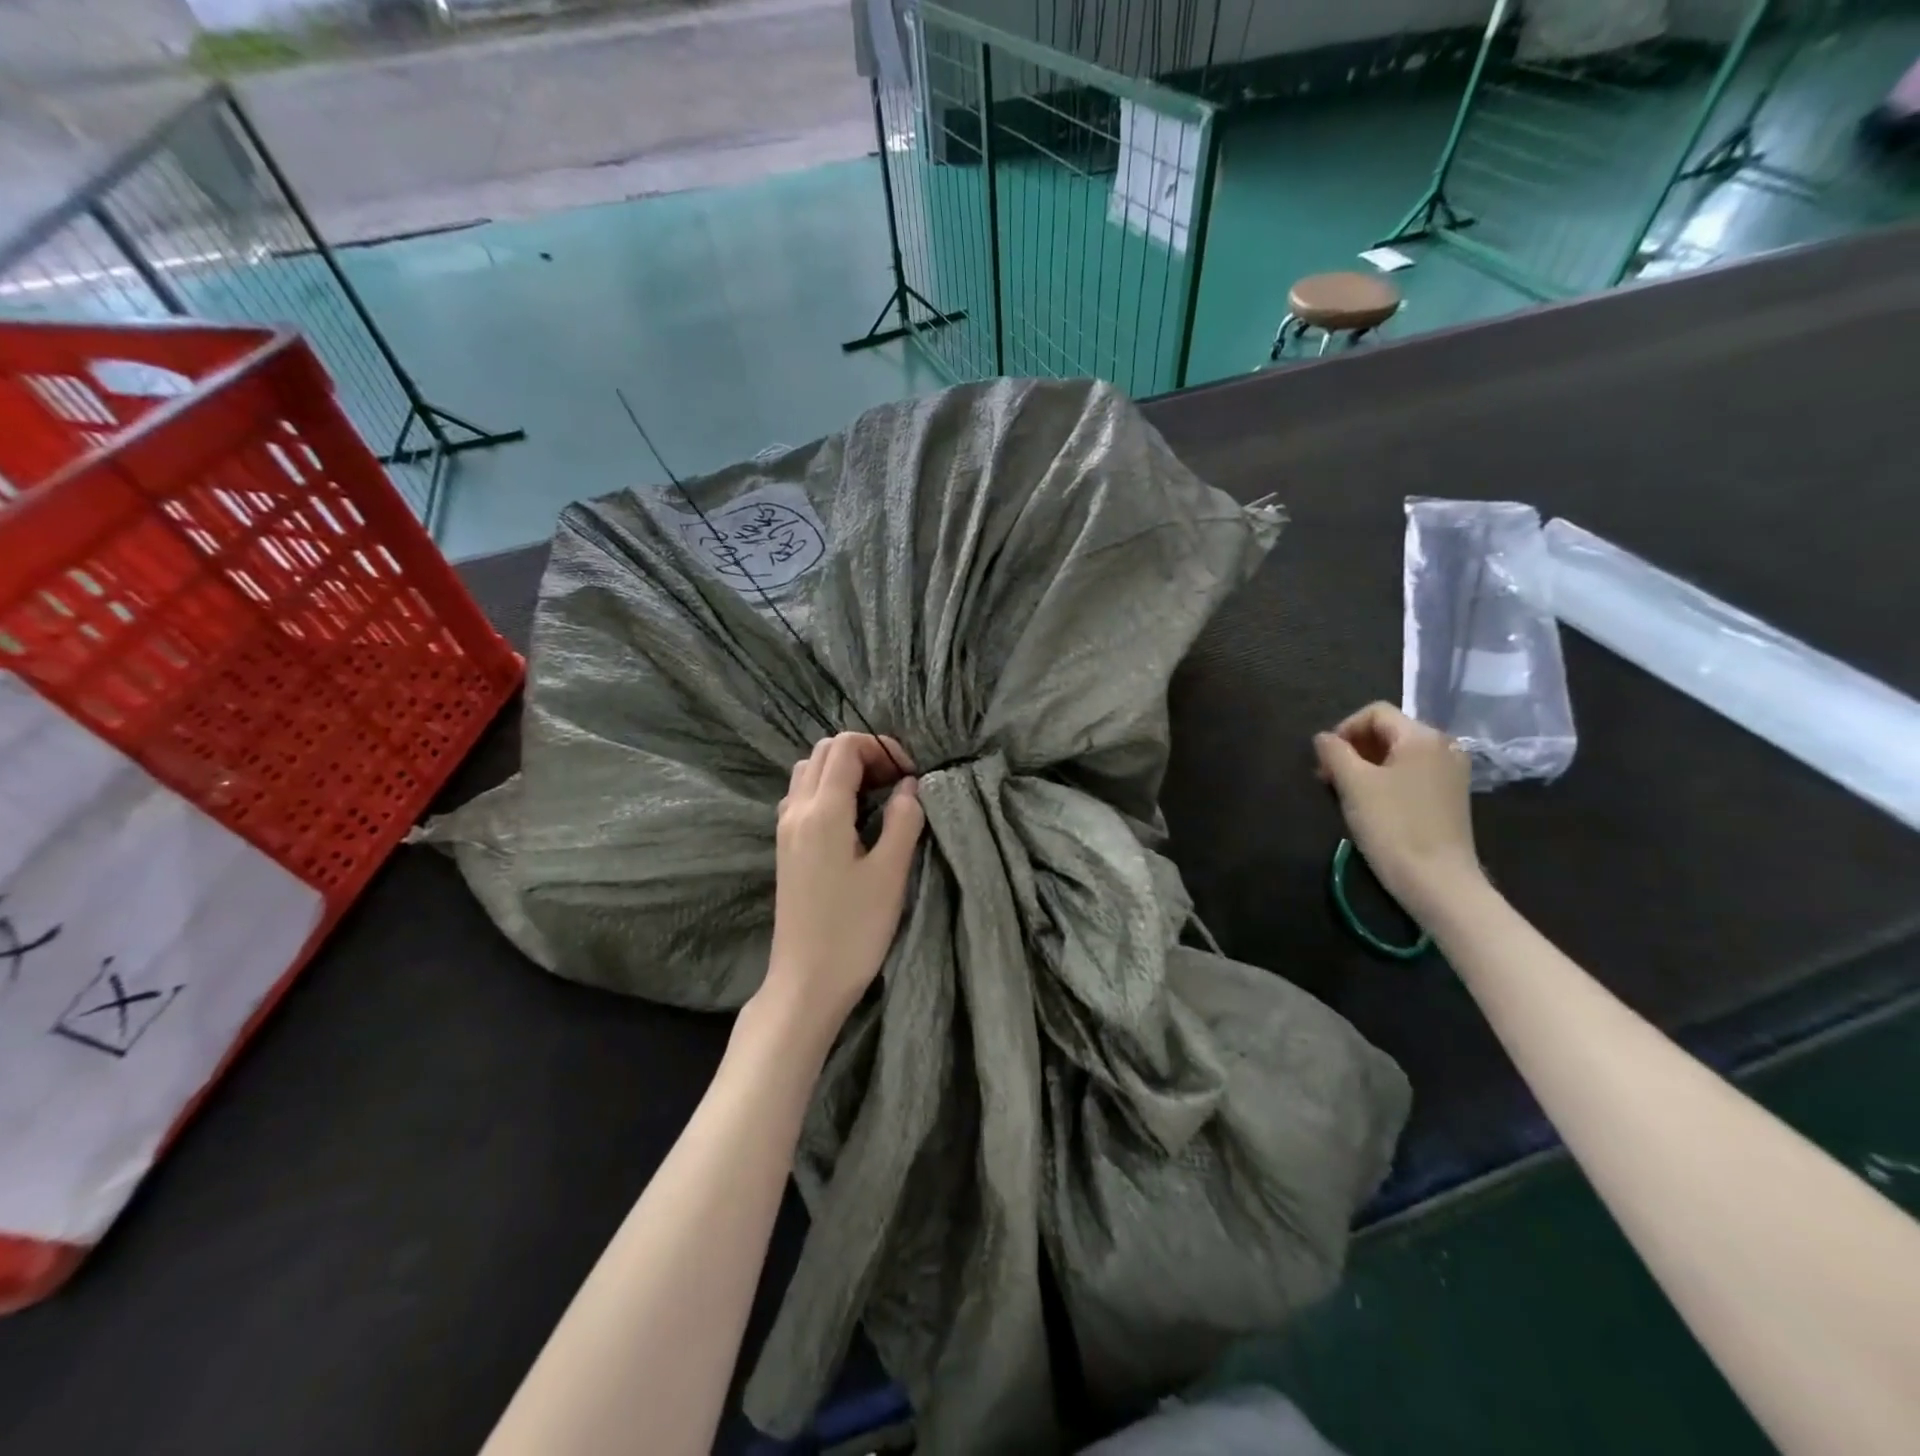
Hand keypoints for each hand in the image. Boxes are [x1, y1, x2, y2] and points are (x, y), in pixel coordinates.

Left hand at [764, 733, 924, 1031]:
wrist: (806, 981)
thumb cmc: (853, 930)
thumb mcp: (890, 873)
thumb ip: (903, 820)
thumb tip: (909, 785)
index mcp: (822, 811)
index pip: (845, 748)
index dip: (881, 748)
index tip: (910, 774)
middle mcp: (796, 810)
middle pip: (824, 752)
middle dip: (864, 754)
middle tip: (897, 781)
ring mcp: (785, 829)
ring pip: (809, 772)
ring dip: (843, 770)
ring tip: (877, 796)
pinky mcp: (785, 847)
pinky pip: (802, 796)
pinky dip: (827, 789)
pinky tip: (852, 817)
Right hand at [1314, 702, 1479, 917]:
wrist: (1438, 881)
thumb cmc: (1392, 826)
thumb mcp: (1353, 784)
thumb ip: (1334, 752)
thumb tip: (1323, 738)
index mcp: (1422, 736)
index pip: (1375, 712)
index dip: (1343, 729)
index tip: (1325, 759)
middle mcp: (1444, 746)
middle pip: (1388, 731)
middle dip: (1354, 748)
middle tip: (1329, 776)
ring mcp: (1451, 772)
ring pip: (1399, 753)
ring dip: (1367, 764)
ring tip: (1345, 791)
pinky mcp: (1451, 796)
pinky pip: (1412, 773)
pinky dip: (1387, 779)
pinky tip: (1371, 803)